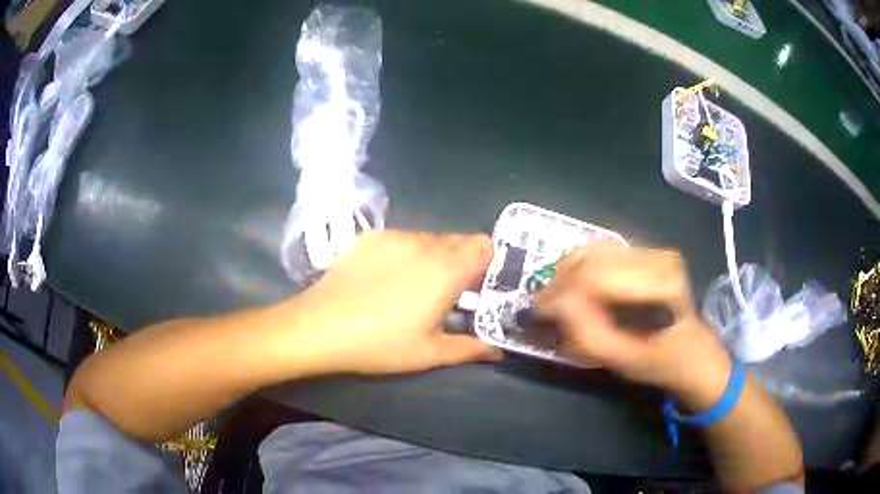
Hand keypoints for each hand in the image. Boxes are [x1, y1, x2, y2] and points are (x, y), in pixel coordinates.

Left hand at [282, 230, 501, 375]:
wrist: (321, 326)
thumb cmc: (381, 344)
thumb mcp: (430, 354)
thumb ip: (470, 349)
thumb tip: (497, 351)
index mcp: (448, 270)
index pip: (485, 246)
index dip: (487, 263)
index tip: (477, 287)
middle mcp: (426, 244)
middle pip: (459, 240)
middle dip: (462, 261)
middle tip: (448, 292)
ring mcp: (395, 236)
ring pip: (429, 238)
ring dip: (432, 256)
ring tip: (412, 285)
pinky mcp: (370, 237)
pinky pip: (400, 238)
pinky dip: (404, 252)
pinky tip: (384, 277)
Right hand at [534, 244, 731, 409]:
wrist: (691, 351)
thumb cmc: (661, 362)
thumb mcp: (622, 359)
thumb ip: (587, 334)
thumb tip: (553, 305)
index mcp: (660, 284)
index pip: (596, 277)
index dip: (561, 294)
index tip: (538, 313)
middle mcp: (658, 257)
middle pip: (591, 259)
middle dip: (559, 283)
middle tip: (542, 307)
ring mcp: (654, 251)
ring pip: (592, 251)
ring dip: (566, 274)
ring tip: (555, 300)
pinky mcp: (648, 252)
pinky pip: (601, 253)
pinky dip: (580, 270)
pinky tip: (574, 290)